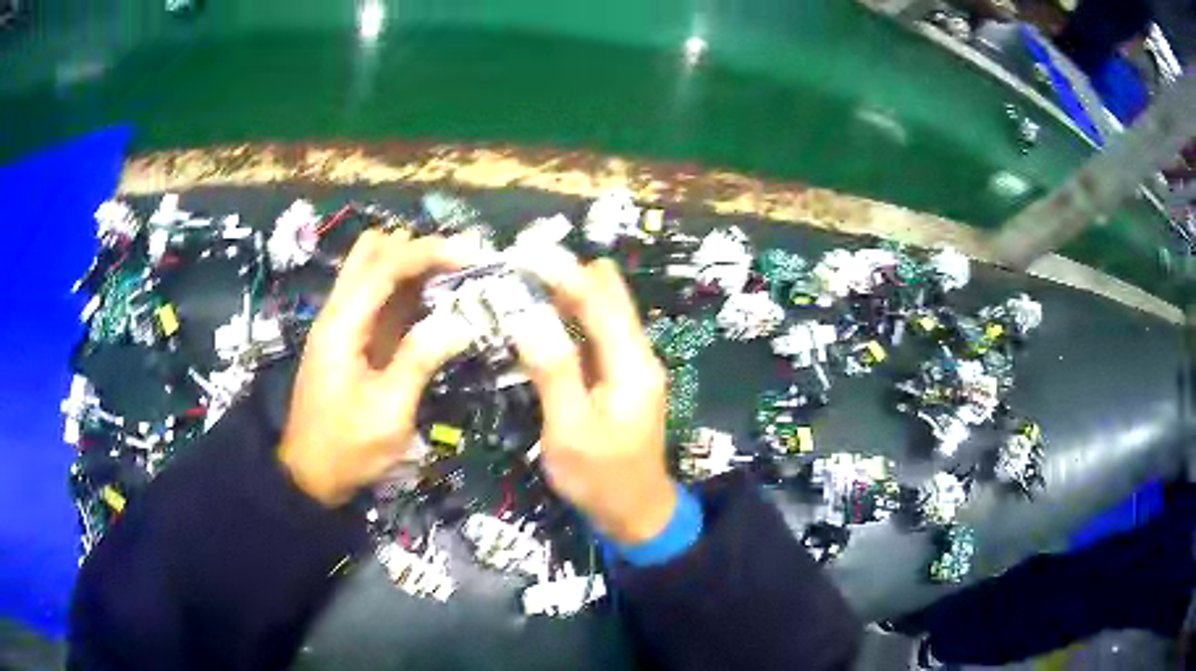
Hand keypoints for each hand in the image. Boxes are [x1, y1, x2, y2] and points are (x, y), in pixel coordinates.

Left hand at [279, 231, 477, 505]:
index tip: (473, 255)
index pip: (386, 264)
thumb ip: (419, 360)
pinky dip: (408, 290)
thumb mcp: (388, 412)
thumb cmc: (347, 448)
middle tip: (462, 264)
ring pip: (375, 269)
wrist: (309, 475)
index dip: (430, 251)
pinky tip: (437, 303)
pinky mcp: (352, 338)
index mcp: (343, 324)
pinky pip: (380, 297)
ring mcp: (344, 323)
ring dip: (414, 264)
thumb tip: (460, 321)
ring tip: (457, 279)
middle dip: (419, 248)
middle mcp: (339, 311)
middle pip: (373, 250)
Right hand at [510, 257, 676, 544]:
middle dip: (567, 275)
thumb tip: (527, 315)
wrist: (636, 513)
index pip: (599, 300)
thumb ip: (554, 372)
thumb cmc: (600, 478)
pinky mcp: (621, 377)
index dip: (563, 271)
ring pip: (603, 312)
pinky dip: (571, 317)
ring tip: (524, 282)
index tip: (523, 253)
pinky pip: (597, 333)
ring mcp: (632, 365)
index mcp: (632, 364)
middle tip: (519, 266)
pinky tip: (542, 317)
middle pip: (607, 296)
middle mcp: (639, 354)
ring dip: (568, 293)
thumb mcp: (570, 430)